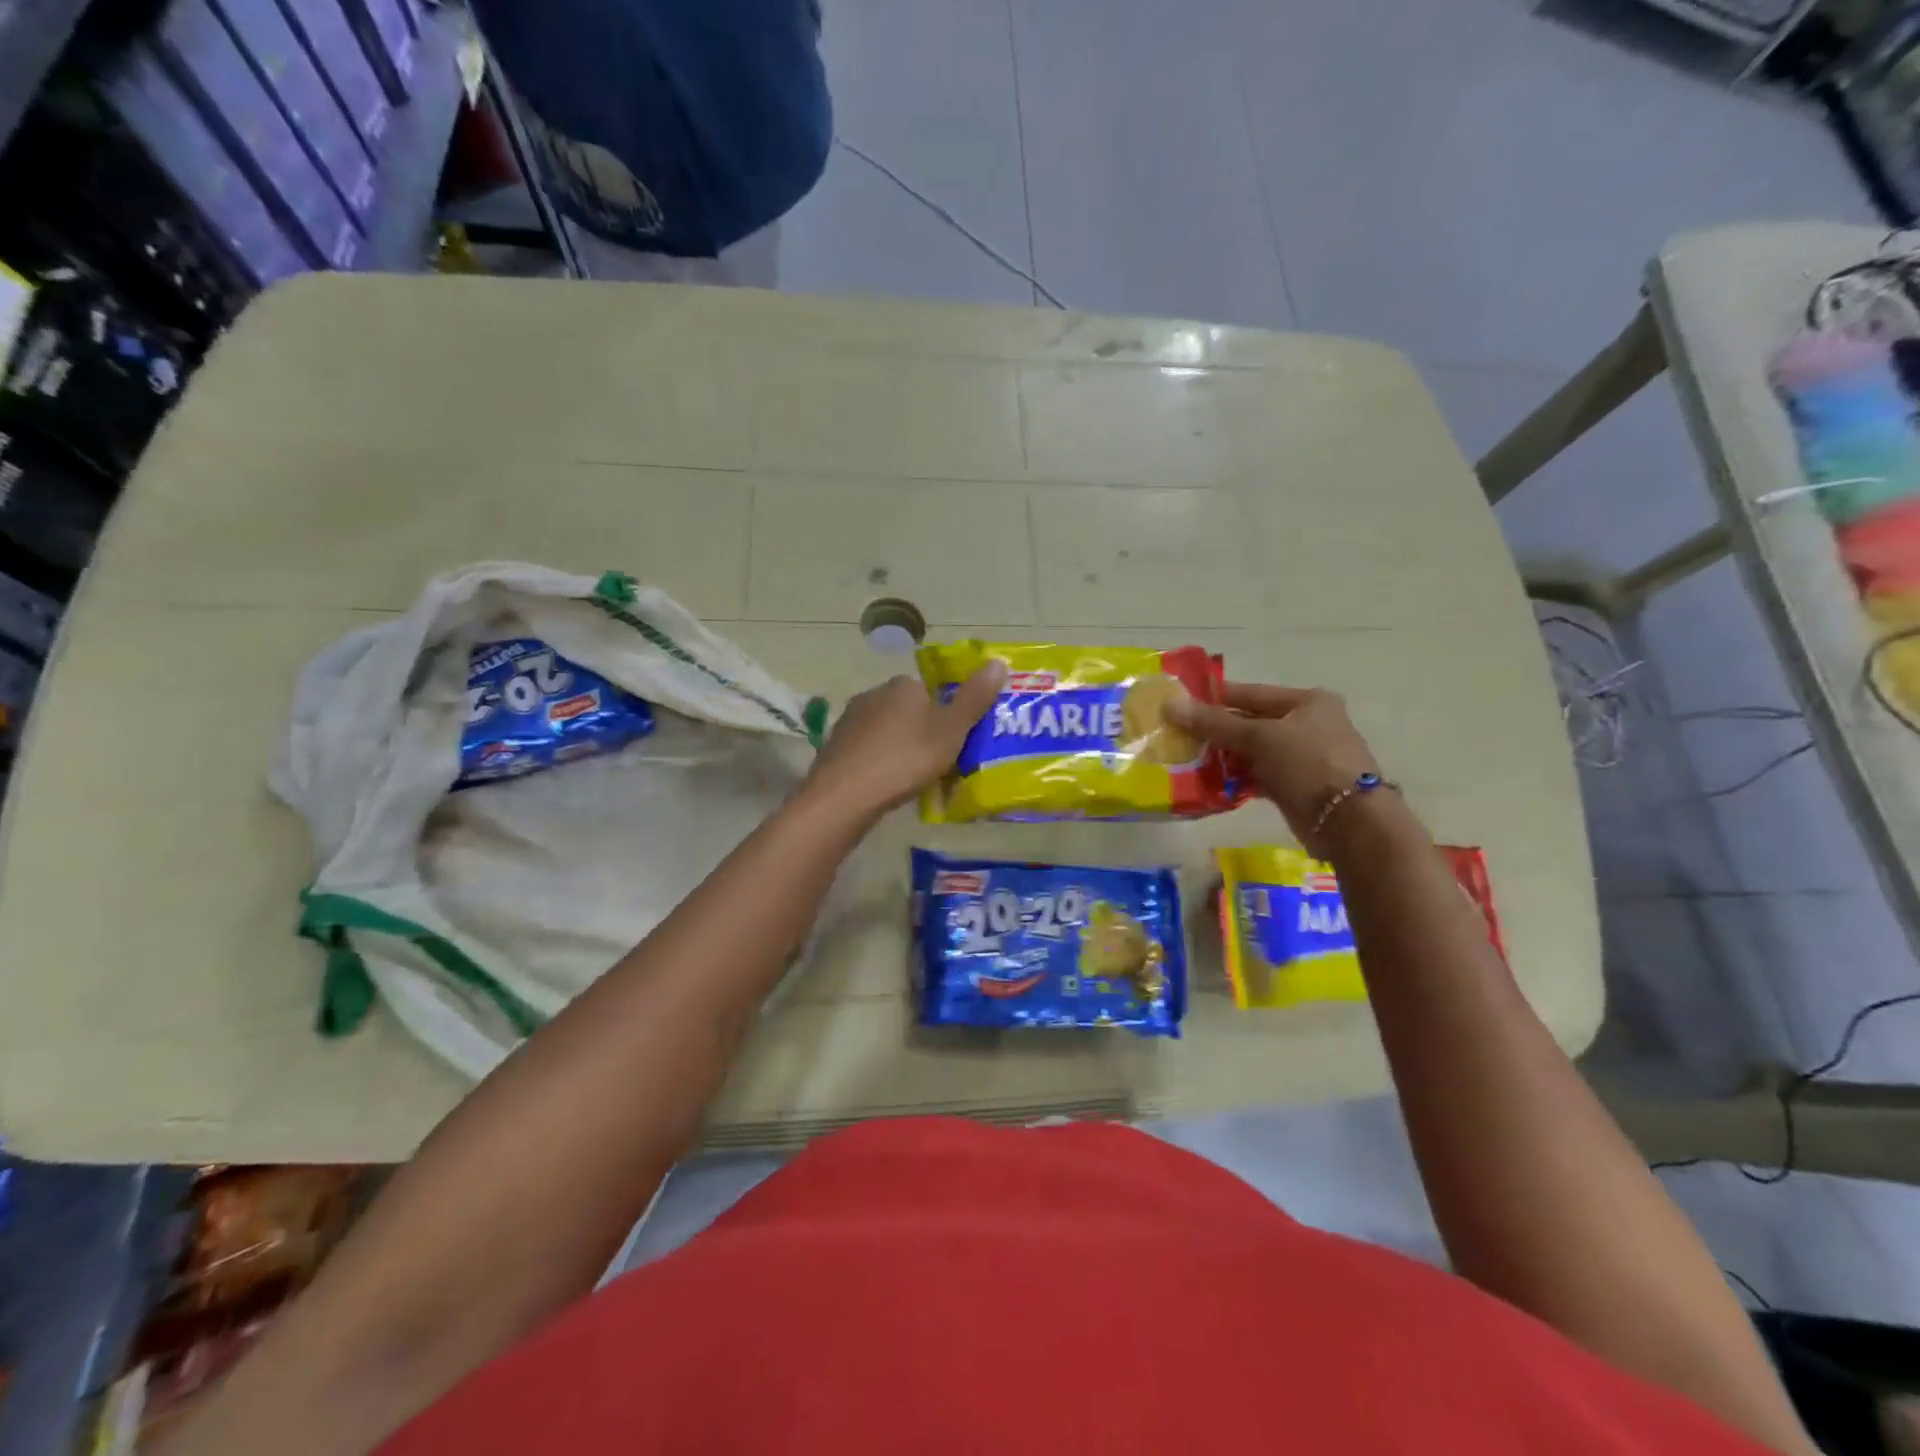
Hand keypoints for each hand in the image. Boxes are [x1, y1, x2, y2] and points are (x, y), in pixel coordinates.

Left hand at [802, 662, 1006, 821]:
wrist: (844, 795)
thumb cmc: (905, 759)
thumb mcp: (951, 731)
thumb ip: (974, 698)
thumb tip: (998, 662)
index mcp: (902, 686)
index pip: (930, 690)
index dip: (945, 713)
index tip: (955, 739)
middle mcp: (873, 694)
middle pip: (907, 710)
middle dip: (921, 731)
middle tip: (938, 762)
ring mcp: (849, 720)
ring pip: (885, 730)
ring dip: (898, 747)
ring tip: (913, 777)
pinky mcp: (834, 746)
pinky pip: (866, 750)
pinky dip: (878, 762)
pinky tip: (885, 784)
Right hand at [1166, 682, 1382, 855]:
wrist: (1349, 822)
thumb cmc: (1308, 764)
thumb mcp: (1259, 737)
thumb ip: (1215, 723)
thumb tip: (1170, 704)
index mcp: (1307, 702)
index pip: (1252, 693)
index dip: (1216, 698)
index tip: (1180, 702)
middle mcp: (1307, 725)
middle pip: (1251, 723)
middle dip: (1216, 731)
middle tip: (1177, 734)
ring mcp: (1303, 757)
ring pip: (1252, 751)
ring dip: (1223, 756)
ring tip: (1186, 759)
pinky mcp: (1295, 786)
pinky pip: (1258, 776)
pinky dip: (1236, 778)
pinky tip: (1209, 782)